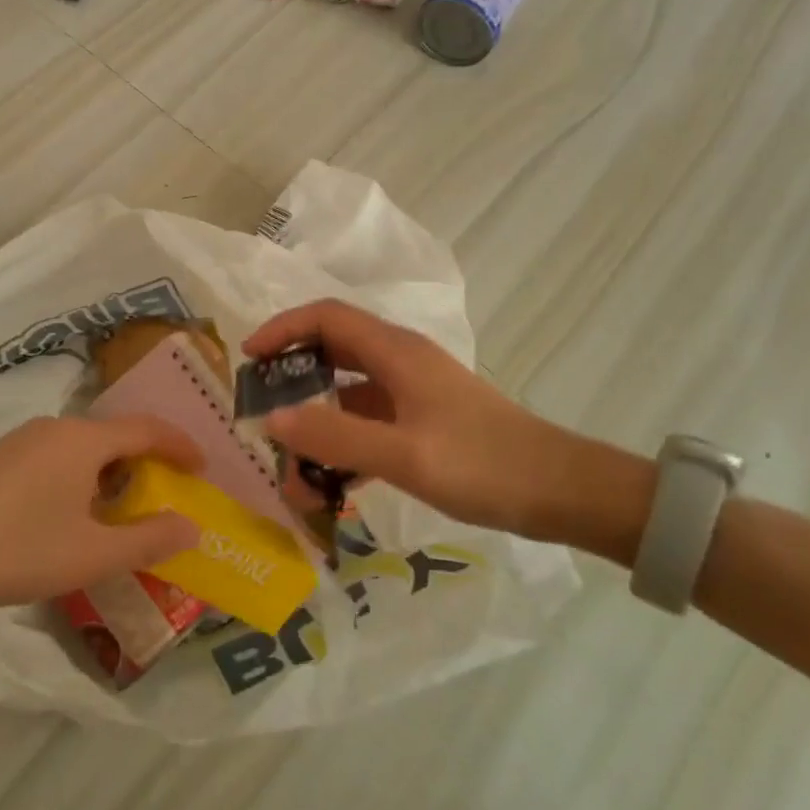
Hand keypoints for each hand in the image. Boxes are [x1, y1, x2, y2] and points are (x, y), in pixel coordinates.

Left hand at [0, 415, 202, 608]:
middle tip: (163, 491)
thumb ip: (149, 540)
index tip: (201, 466)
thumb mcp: (93, 554)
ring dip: (110, 468)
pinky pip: (56, 452)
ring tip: (118, 505)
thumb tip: (192, 527)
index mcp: (85, 440)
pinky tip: (70, 508)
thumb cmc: (23, 548)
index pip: (146, 429)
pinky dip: (80, 472)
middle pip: (114, 434)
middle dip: (145, 459)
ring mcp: (24, 438)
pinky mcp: (0, 454)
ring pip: (83, 444)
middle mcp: (57, 426)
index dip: (179, 444)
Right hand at [243, 300, 576, 535]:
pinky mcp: (421, 419)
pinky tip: (330, 479)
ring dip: (316, 416)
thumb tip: (271, 420)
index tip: (248, 359)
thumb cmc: (484, 465)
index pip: (325, 317)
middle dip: (291, 373)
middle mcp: (399, 361)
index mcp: (395, 353)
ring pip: (347, 389)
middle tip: (261, 407)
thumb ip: (336, 438)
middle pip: (332, 348)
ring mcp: (412, 390)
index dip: (282, 328)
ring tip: (290, 458)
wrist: (561, 492)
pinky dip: (342, 439)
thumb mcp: (405, 456)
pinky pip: (367, 418)